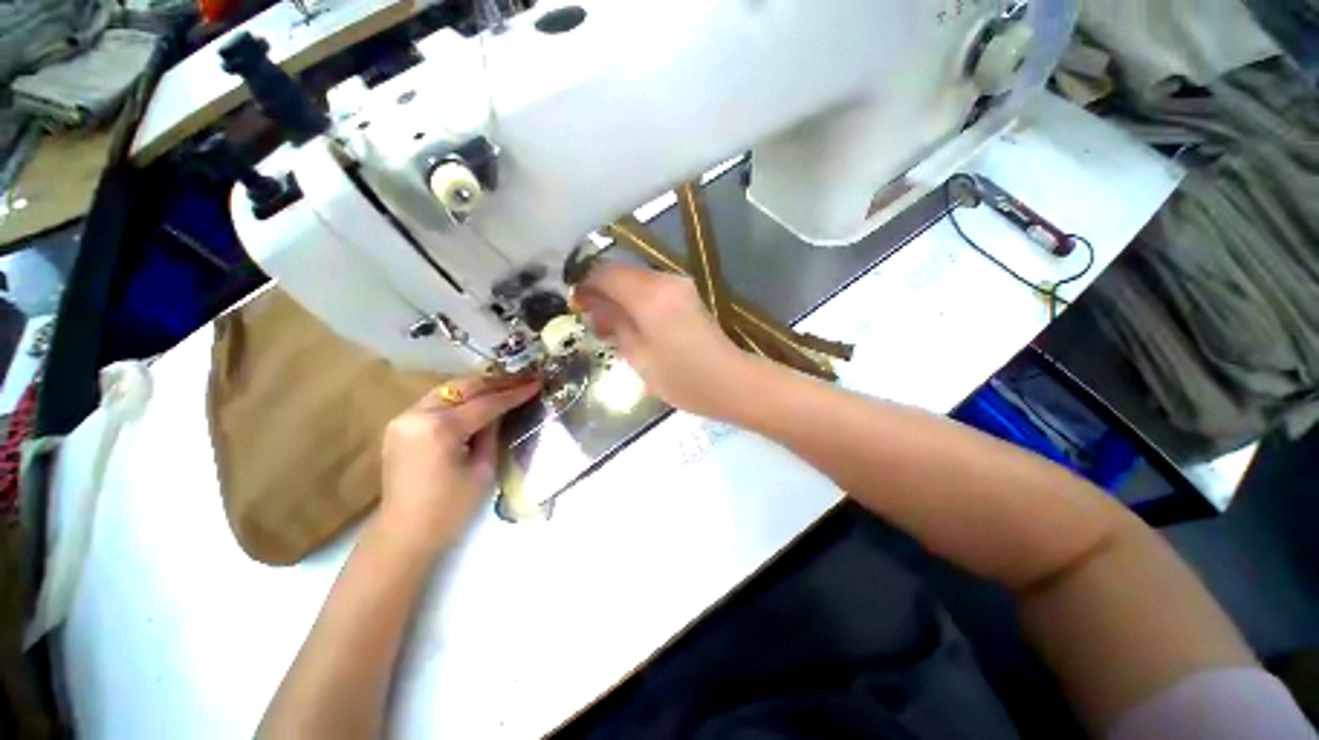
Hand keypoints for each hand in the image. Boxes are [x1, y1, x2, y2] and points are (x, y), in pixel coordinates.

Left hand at [379, 374, 540, 551]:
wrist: (405, 534)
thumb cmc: (450, 509)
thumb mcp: (483, 469)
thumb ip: (493, 432)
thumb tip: (502, 410)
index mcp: (440, 428)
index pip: (486, 403)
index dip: (514, 393)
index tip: (536, 382)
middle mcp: (417, 414)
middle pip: (464, 387)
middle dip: (497, 382)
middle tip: (524, 379)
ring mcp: (403, 418)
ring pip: (449, 390)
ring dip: (479, 387)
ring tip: (506, 385)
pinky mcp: (399, 425)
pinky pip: (436, 401)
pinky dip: (460, 398)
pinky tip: (478, 399)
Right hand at [574, 262, 747, 417]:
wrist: (729, 382)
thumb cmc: (680, 377)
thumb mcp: (637, 356)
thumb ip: (613, 323)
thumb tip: (595, 305)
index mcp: (649, 294)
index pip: (604, 273)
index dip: (584, 285)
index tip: (575, 305)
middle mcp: (664, 279)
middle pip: (621, 273)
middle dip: (602, 291)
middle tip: (592, 319)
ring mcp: (679, 285)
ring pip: (636, 280)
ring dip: (619, 297)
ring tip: (610, 326)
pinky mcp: (687, 294)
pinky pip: (652, 289)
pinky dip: (636, 301)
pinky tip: (633, 324)